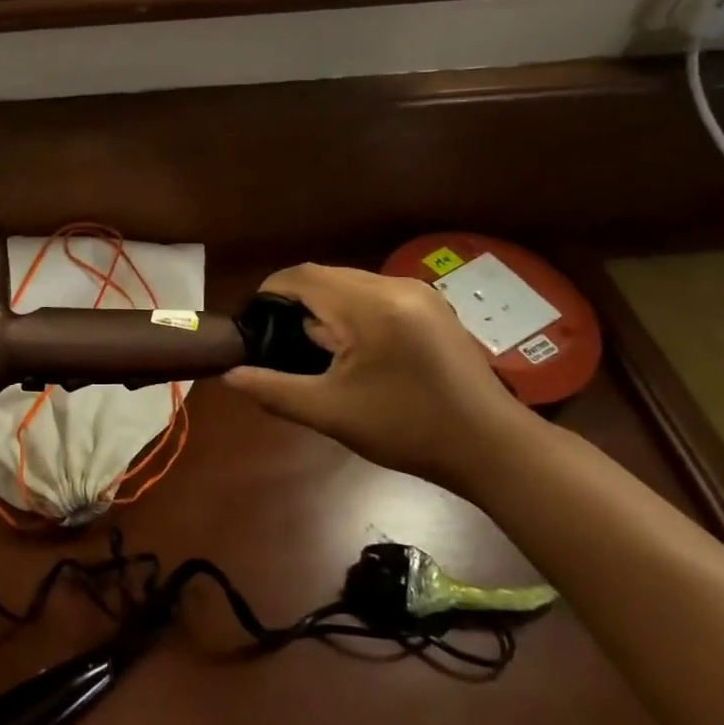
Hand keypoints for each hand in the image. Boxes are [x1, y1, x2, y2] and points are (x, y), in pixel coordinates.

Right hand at [223, 263, 535, 495]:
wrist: (493, 448)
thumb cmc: (407, 429)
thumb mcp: (331, 413)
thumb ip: (274, 389)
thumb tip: (230, 376)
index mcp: (369, 305)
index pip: (302, 276)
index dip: (269, 292)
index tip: (253, 324)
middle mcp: (395, 286)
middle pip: (327, 276)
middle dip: (298, 303)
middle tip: (282, 344)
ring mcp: (420, 294)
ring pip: (352, 285)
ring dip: (326, 308)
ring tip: (317, 352)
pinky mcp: (434, 308)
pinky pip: (377, 296)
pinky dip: (354, 313)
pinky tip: (356, 352)